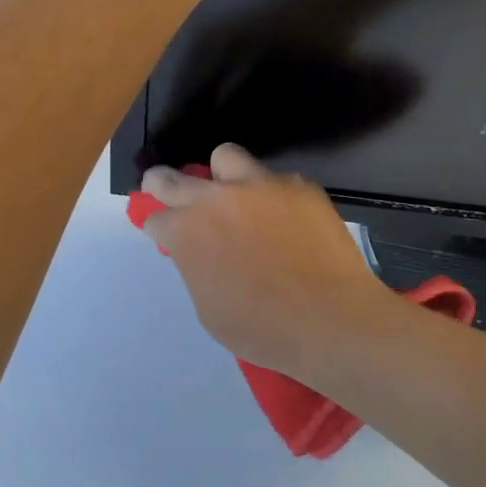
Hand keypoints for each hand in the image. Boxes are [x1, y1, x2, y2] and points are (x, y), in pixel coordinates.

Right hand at [139, 144, 400, 382]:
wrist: (331, 320)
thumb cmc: (262, 329)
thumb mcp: (208, 308)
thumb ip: (197, 267)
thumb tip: (202, 252)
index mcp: (187, 231)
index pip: (155, 219)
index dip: (160, 229)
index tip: (168, 237)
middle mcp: (215, 198)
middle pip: (171, 178)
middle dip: (163, 186)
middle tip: (171, 195)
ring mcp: (259, 185)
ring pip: (225, 157)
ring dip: (222, 176)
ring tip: (238, 197)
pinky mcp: (298, 185)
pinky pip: (276, 179)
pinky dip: (274, 196)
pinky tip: (288, 221)